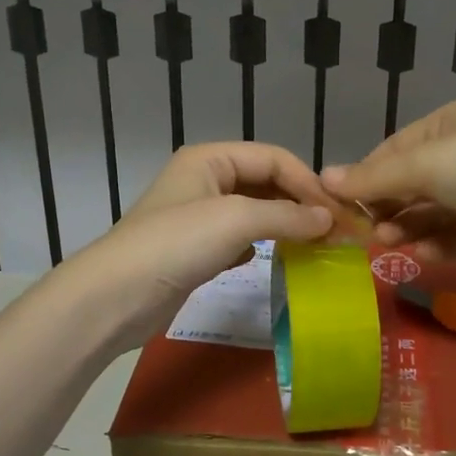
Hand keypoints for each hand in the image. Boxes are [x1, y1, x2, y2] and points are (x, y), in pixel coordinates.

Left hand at [69, 142, 335, 344]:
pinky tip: (277, 259)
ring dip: (286, 225)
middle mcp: (205, 180)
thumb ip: (287, 215)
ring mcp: (198, 216)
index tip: (340, 215)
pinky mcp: (196, 250)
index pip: (274, 158)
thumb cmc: (176, 244)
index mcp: (210, 159)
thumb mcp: (236, 219)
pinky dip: (263, 245)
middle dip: (301, 204)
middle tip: (336, 233)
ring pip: (255, 212)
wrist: (115, 297)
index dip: (309, 183)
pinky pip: (241, 238)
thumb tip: (329, 220)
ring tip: (316, 246)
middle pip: (266, 183)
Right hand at [323, 100, 455, 263]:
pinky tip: (421, 253)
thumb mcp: (424, 164)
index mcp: (449, 126)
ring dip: (410, 227)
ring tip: (391, 242)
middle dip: (389, 207)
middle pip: (413, 185)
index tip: (339, 204)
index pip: (394, 151)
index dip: (366, 177)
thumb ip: (373, 178)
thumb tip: (321, 179)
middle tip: (367, 230)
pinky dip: (438, 246)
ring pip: (434, 215)